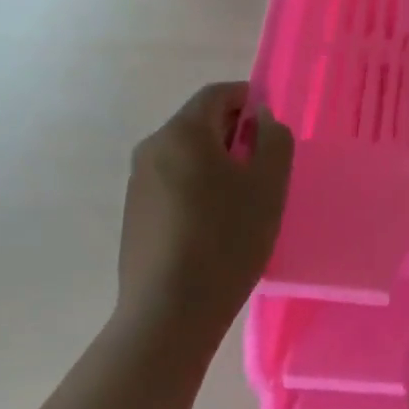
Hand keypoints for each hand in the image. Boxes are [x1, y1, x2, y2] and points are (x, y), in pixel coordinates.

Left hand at [118, 82, 292, 341]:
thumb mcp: (269, 185)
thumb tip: (262, 120)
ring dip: (215, 162)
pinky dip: (196, 186)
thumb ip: (274, 139)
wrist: (168, 315)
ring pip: (185, 153)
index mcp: (183, 131)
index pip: (218, 93)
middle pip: (199, 122)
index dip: (249, 99)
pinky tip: (213, 224)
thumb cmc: (226, 240)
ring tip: (241, 200)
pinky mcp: (133, 213)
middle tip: (262, 166)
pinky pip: (172, 181)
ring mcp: (137, 181)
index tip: (271, 128)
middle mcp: (153, 146)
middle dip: (234, 133)